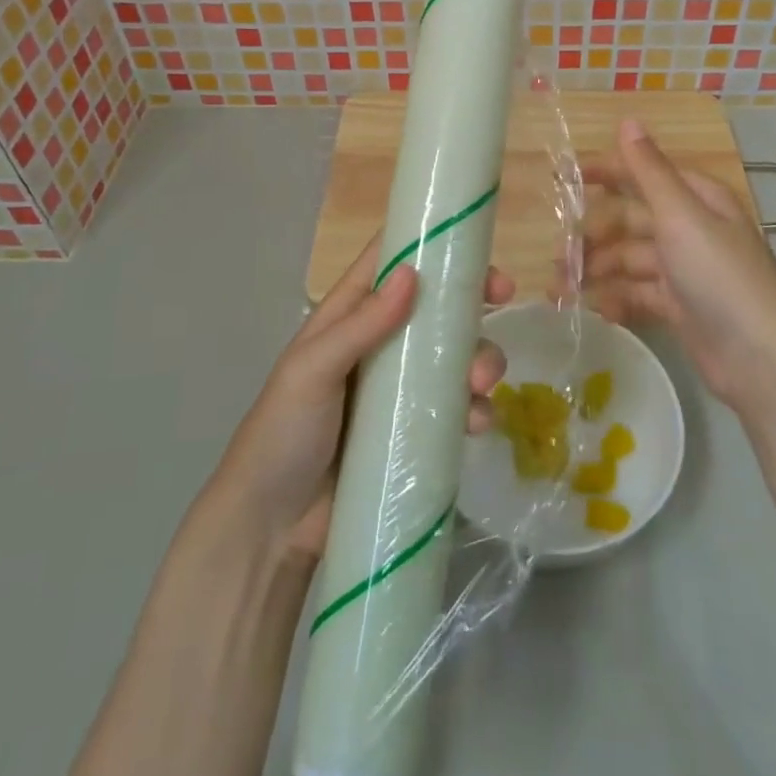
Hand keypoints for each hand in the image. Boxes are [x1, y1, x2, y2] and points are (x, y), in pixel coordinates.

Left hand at [210, 237, 511, 562]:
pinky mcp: (413, 433)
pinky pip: (456, 409)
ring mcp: (398, 391)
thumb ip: (361, 323)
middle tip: (505, 301)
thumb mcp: (312, 369)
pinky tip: (476, 424)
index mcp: (349, 316)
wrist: (270, 527)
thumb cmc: (283, 433)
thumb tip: (411, 273)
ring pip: (454, 358)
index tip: (478, 250)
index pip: (393, 263)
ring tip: (481, 383)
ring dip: (479, 359)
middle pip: (436, 308)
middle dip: (471, 303)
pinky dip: (475, 409)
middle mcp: (379, 344)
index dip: (433, 248)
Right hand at [570, 119, 775, 411]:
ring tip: (560, 287)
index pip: (644, 174)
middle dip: (592, 235)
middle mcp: (690, 229)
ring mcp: (684, 271)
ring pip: (628, 260)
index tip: (563, 178)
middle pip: (630, 221)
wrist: (760, 360)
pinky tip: (592, 308)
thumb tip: (627, 120)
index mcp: (697, 200)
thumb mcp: (681, 216)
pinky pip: (636, 294)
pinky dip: (614, 299)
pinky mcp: (678, 308)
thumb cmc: (720, 276)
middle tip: (558, 253)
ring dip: (595, 270)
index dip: (606, 172)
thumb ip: (649, 171)